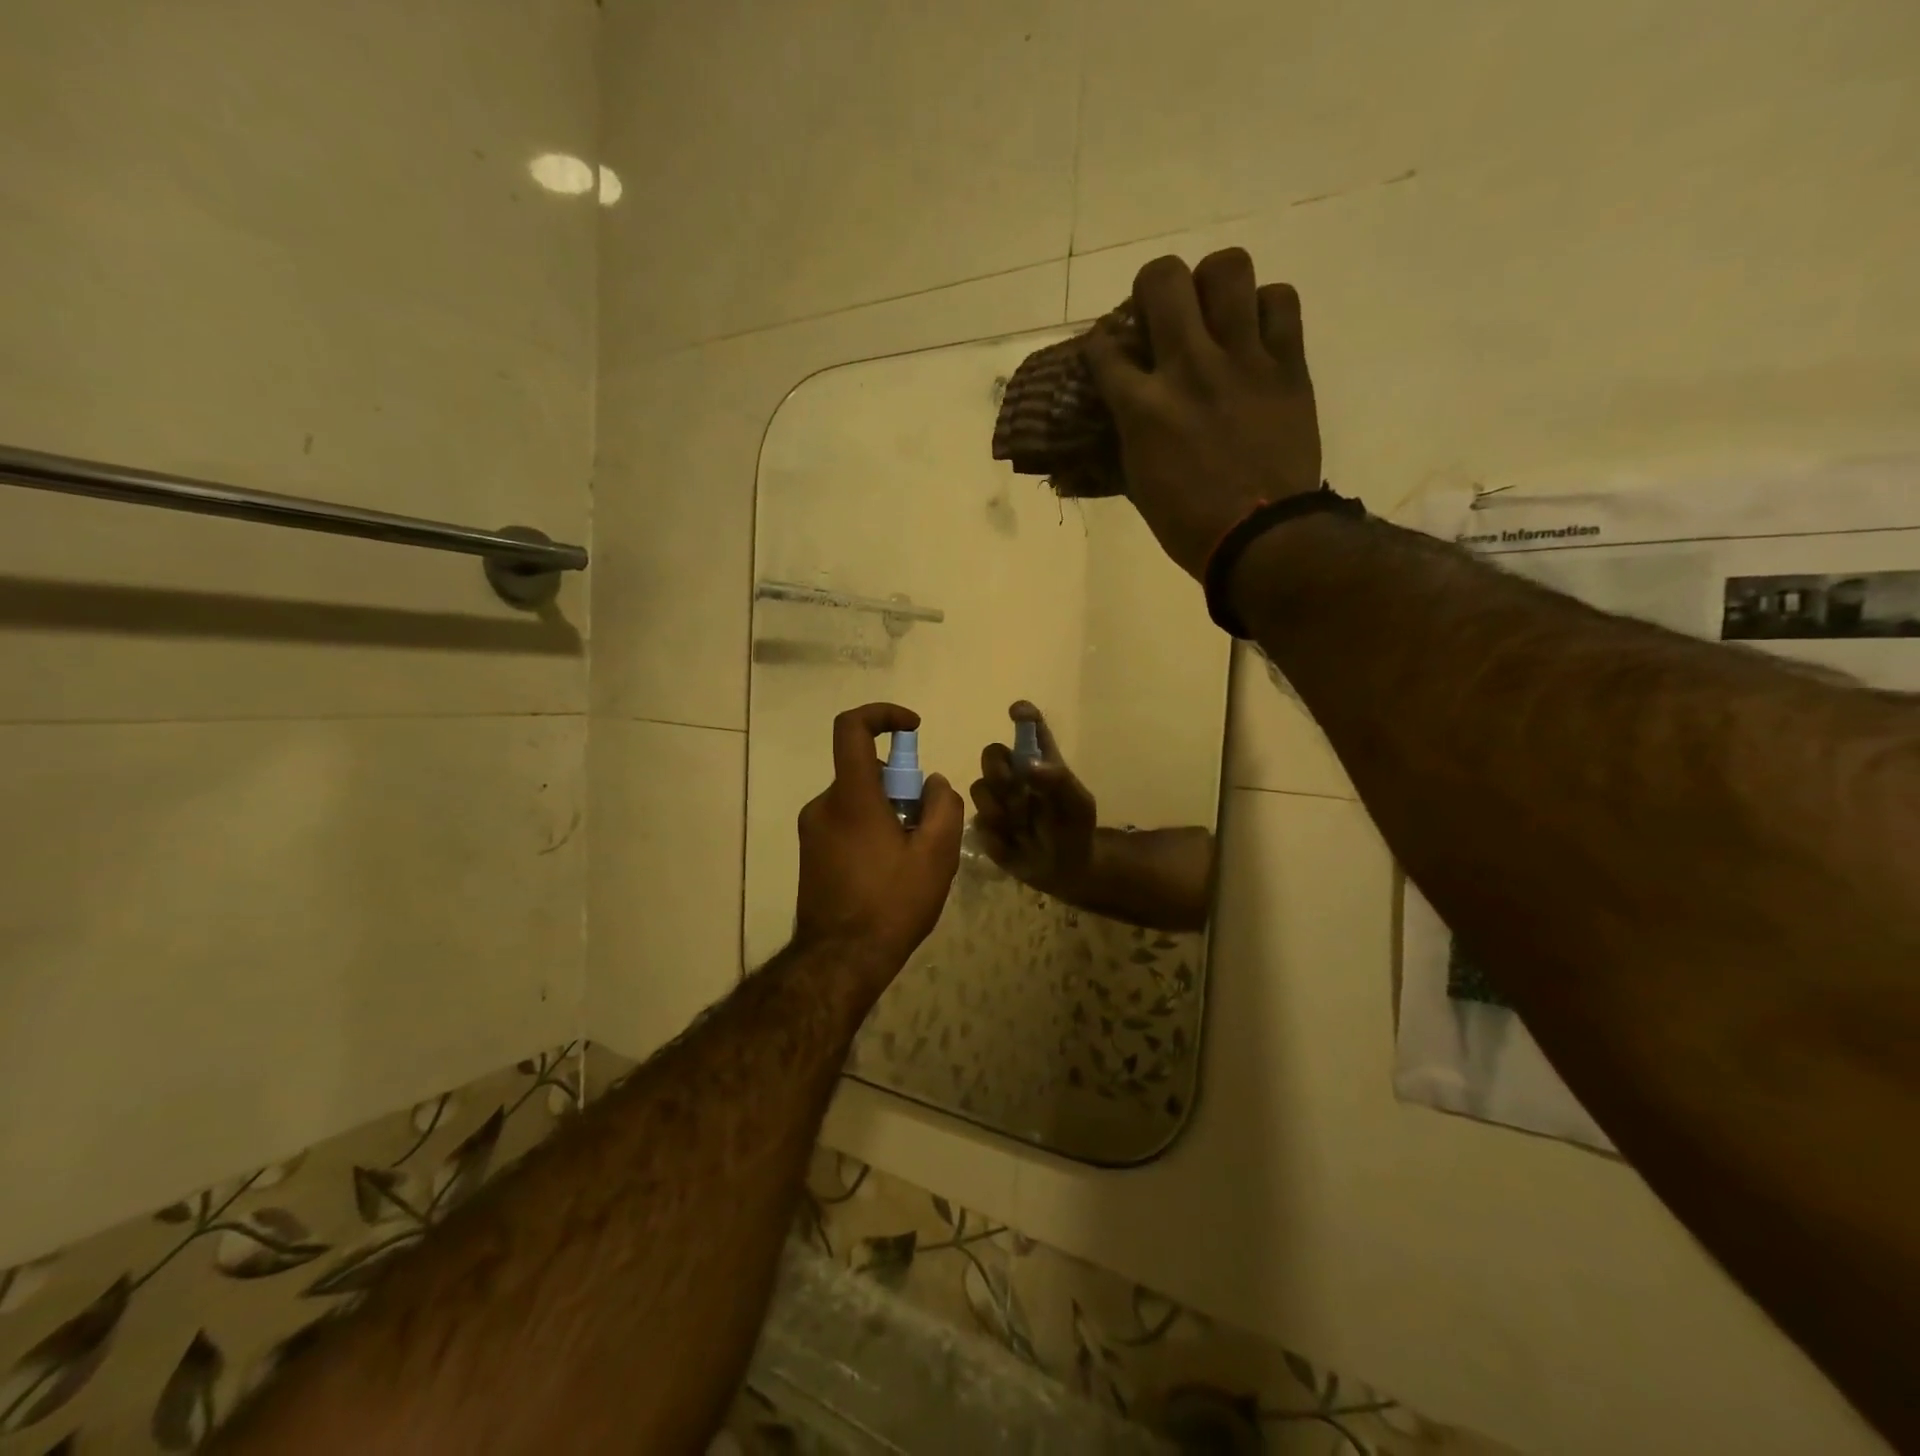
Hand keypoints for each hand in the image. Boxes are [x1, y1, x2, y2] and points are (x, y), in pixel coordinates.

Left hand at [793, 704, 963, 976]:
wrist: (840, 961)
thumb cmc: (892, 904)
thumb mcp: (936, 855)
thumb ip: (943, 806)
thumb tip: (933, 784)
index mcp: (852, 797)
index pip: (851, 728)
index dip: (883, 715)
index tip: (913, 729)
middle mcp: (824, 805)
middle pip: (864, 770)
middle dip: (900, 785)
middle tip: (925, 824)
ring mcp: (813, 831)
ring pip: (858, 800)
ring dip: (888, 811)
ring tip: (912, 857)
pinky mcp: (811, 854)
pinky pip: (846, 824)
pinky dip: (871, 830)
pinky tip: (890, 872)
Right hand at [967, 702, 1097, 897]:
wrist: (1066, 871)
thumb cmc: (1075, 829)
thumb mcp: (1078, 805)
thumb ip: (1059, 781)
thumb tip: (1029, 765)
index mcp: (1041, 762)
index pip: (1030, 729)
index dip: (1023, 715)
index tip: (1017, 712)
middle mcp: (1015, 775)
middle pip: (991, 754)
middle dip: (998, 770)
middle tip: (1014, 789)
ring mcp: (997, 800)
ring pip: (980, 789)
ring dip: (1000, 808)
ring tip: (1021, 827)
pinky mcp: (986, 826)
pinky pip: (979, 822)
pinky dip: (998, 835)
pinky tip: (1015, 844)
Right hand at [1083, 248, 1321, 579]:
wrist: (1261, 538)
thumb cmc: (1189, 524)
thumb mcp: (1138, 487)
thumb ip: (1121, 443)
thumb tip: (1103, 432)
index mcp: (1143, 407)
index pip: (1103, 347)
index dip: (1100, 344)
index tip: (1108, 354)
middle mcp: (1188, 367)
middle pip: (1162, 279)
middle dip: (1152, 289)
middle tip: (1160, 314)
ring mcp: (1242, 359)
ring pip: (1228, 269)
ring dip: (1213, 284)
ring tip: (1214, 312)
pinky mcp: (1287, 364)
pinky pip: (1281, 301)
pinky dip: (1266, 309)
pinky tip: (1256, 334)